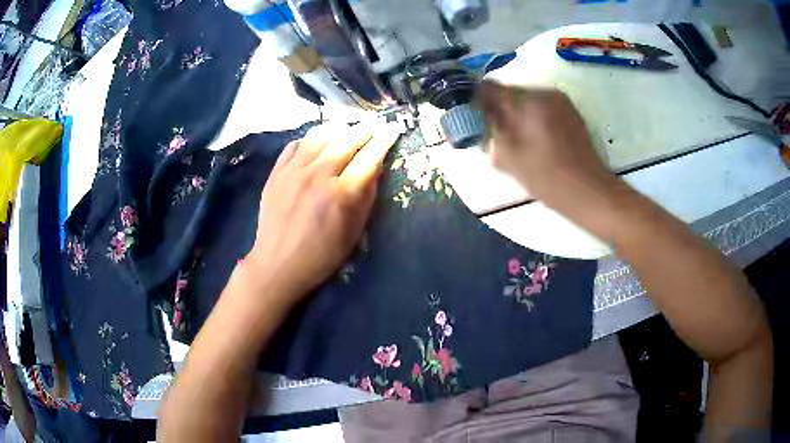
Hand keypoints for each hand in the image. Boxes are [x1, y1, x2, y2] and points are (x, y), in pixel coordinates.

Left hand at [245, 123, 400, 304]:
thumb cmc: (322, 255)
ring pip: (320, 134)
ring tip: (347, 130)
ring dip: (338, 128)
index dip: (385, 140)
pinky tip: (317, 145)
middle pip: (347, 139)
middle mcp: (318, 175)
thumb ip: (366, 196)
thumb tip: (375, 166)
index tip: (394, 129)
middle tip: (375, 126)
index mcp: (341, 194)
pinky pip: (295, 144)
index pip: (369, 156)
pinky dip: (310, 140)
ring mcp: (293, 171)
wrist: (278, 265)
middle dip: (366, 128)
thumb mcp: (354, 232)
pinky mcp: (276, 173)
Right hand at [475, 81, 621, 218]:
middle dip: (498, 109)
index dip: (477, 99)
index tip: (473, 116)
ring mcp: (561, 101)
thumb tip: (478, 112)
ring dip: (515, 114)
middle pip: (509, 92)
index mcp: (529, 101)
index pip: (490, 87)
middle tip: (495, 134)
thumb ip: (490, 128)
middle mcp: (545, 93)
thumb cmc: (547, 178)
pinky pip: (542, 107)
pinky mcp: (570, 111)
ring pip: (526, 100)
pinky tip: (535, 141)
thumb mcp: (509, 156)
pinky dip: (532, 118)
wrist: (589, 191)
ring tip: (517, 141)